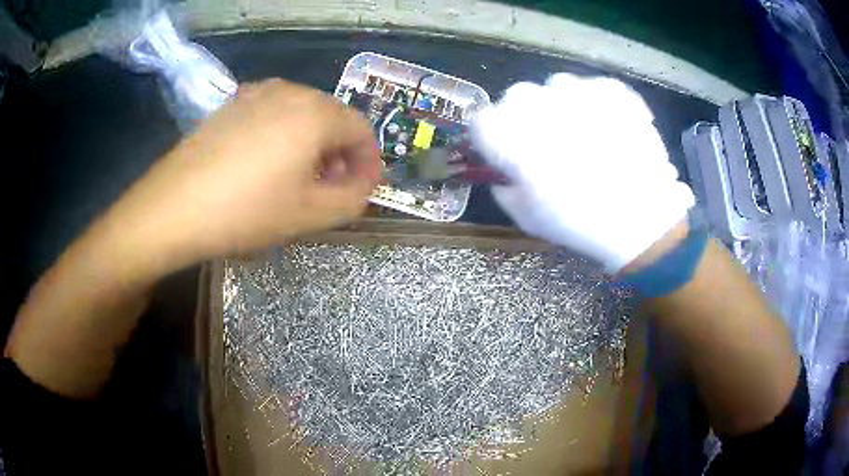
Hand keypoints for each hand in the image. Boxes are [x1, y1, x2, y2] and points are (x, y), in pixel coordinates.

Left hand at [105, 79, 381, 272]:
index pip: (362, 129)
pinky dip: (283, 135)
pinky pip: (273, 113)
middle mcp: (290, 91)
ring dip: (311, 143)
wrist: (173, 208)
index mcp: (315, 113)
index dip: (369, 161)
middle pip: (333, 117)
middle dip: (340, 153)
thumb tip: (364, 180)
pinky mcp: (232, 104)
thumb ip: (354, 198)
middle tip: (329, 188)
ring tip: (296, 177)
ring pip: (302, 113)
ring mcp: (256, 93)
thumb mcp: (311, 215)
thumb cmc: (246, 212)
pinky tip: (265, 163)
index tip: (362, 189)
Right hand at [471, 74, 694, 272]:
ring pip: (557, 87)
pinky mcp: (610, 89)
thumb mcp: (526, 217)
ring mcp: (577, 90)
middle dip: (526, 117)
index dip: (493, 137)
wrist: (640, 216)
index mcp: (509, 134)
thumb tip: (506, 173)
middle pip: (517, 97)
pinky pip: (593, 87)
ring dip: (563, 106)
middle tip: (549, 144)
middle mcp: (537, 102)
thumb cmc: (578, 221)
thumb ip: (505, 188)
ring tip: (585, 134)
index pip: (482, 121)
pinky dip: (597, 103)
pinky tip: (609, 126)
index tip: (508, 153)